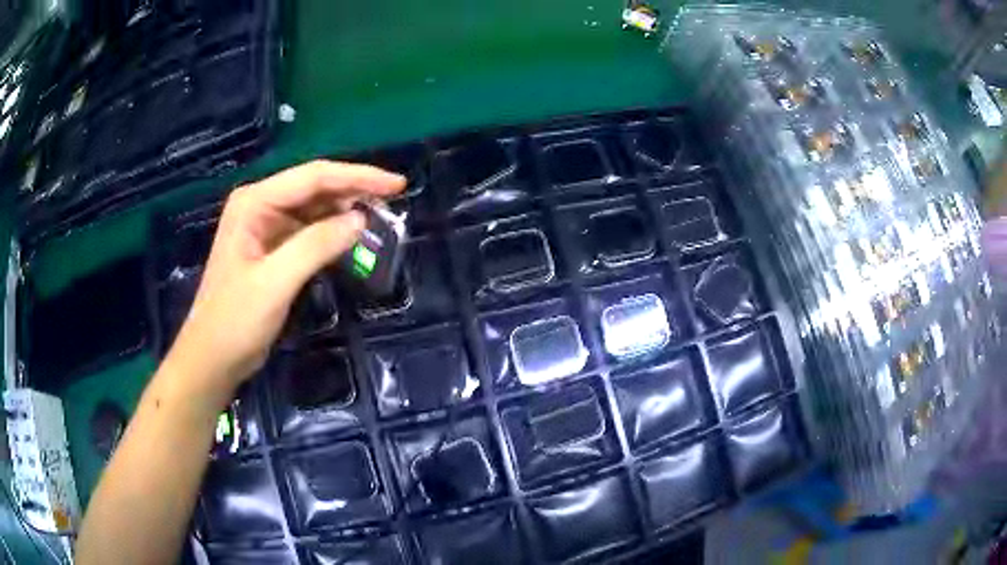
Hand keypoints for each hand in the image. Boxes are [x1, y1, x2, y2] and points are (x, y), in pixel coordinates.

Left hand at [166, 161, 404, 401]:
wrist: (213, 358)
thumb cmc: (235, 320)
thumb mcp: (275, 282)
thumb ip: (316, 246)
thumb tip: (360, 219)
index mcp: (254, 202)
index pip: (313, 177)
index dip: (357, 177)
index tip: (397, 185)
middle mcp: (260, 205)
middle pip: (315, 186)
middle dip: (354, 189)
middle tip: (395, 198)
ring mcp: (265, 226)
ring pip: (314, 207)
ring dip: (345, 209)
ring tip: (380, 215)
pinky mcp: (272, 247)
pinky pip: (308, 230)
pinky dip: (332, 231)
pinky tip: (352, 236)